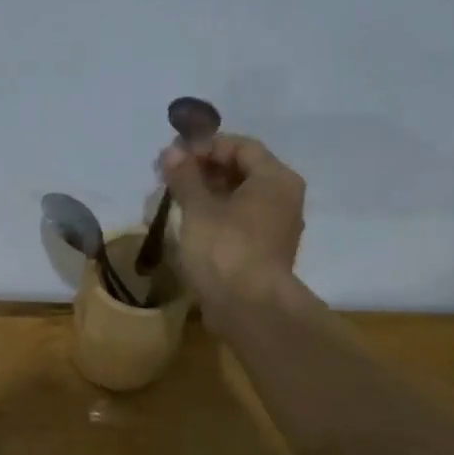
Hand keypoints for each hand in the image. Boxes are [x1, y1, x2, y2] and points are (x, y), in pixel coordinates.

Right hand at [159, 132, 305, 326]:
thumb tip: (172, 151)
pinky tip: (191, 225)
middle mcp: (283, 198)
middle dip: (205, 170)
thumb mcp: (198, 209)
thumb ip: (185, 177)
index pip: (241, 146)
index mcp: (275, 178)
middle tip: (170, 176)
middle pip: (242, 172)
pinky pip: (239, 223)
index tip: (175, 156)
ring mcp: (276, 228)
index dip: (206, 146)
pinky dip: (217, 218)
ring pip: (240, 199)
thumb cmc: (225, 249)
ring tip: (176, 200)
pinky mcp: (263, 253)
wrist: (248, 308)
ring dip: (208, 195)